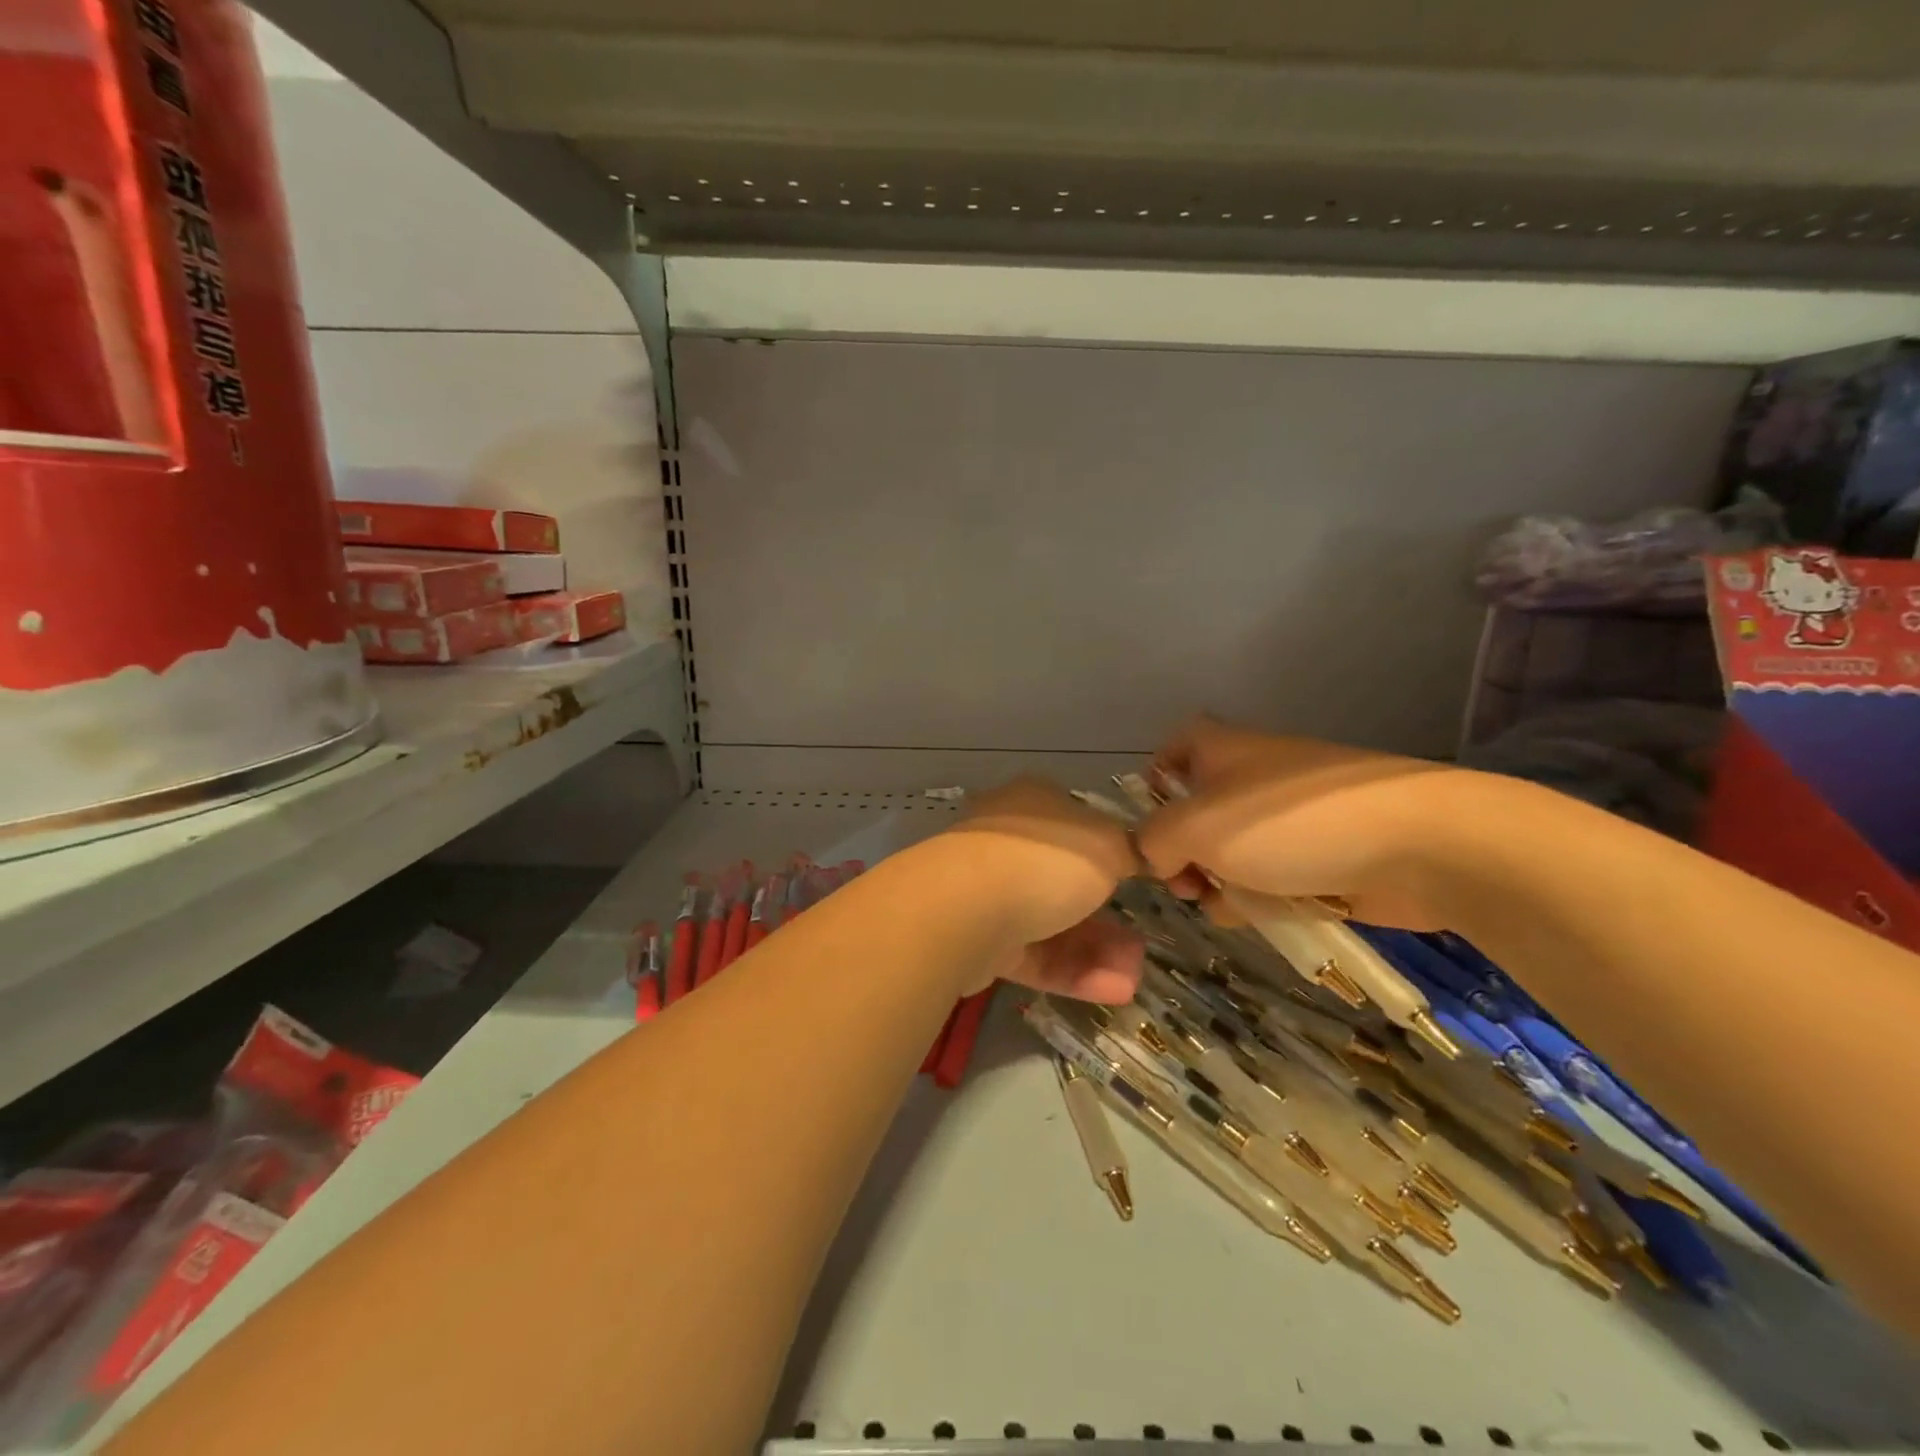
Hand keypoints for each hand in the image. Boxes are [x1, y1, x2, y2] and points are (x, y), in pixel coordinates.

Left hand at [942, 777, 1143, 1003]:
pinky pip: (1034, 955)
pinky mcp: (979, 939)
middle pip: (1064, 880)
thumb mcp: (1108, 845)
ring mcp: (989, 891)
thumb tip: (1135, 855)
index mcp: (1033, 803)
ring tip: (1133, 978)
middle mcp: (1008, 842)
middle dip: (1107, 916)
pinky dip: (1072, 972)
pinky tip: (1114, 991)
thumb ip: (1130, 851)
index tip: (1136, 878)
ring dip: (1096, 950)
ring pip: (1051, 923)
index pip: (1075, 821)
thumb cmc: (1045, 859)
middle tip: (1141, 944)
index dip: (1108, 849)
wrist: (966, 908)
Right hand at [1136, 715, 1473, 929]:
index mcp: (1221, 751)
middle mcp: (1251, 778)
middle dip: (1180, 853)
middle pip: (1195, 812)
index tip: (1145, 826)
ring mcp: (1289, 819)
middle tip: (1182, 883)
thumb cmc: (1289, 822)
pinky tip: (1261, 915)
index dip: (1152, 782)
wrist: (1415, 844)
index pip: (1173, 749)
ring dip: (1217, 882)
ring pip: (1231, 852)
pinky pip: (1271, 877)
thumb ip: (1152, 841)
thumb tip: (1154, 859)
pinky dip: (1260, 897)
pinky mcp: (1321, 856)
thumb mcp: (1196, 826)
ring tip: (1223, 904)